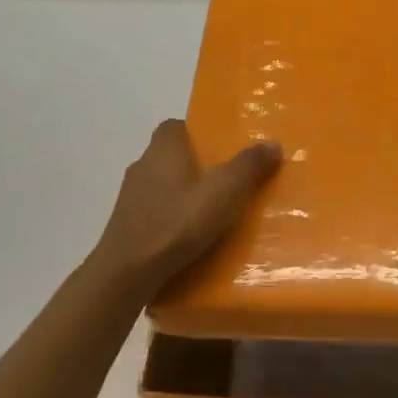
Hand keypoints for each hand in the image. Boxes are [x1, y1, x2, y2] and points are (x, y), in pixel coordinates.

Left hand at [93, 120, 280, 297]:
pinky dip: (171, 219)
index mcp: (163, 148)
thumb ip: (249, 165)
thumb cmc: (178, 222)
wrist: (128, 272)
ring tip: (212, 213)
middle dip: (196, 166)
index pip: (177, 126)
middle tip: (227, 182)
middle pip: (171, 156)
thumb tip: (272, 143)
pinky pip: (155, 213)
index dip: (199, 133)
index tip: (222, 149)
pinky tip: (190, 238)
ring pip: (163, 186)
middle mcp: (142, 165)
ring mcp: (130, 197)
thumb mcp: (225, 191)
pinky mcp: (126, 225)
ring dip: (183, 195)